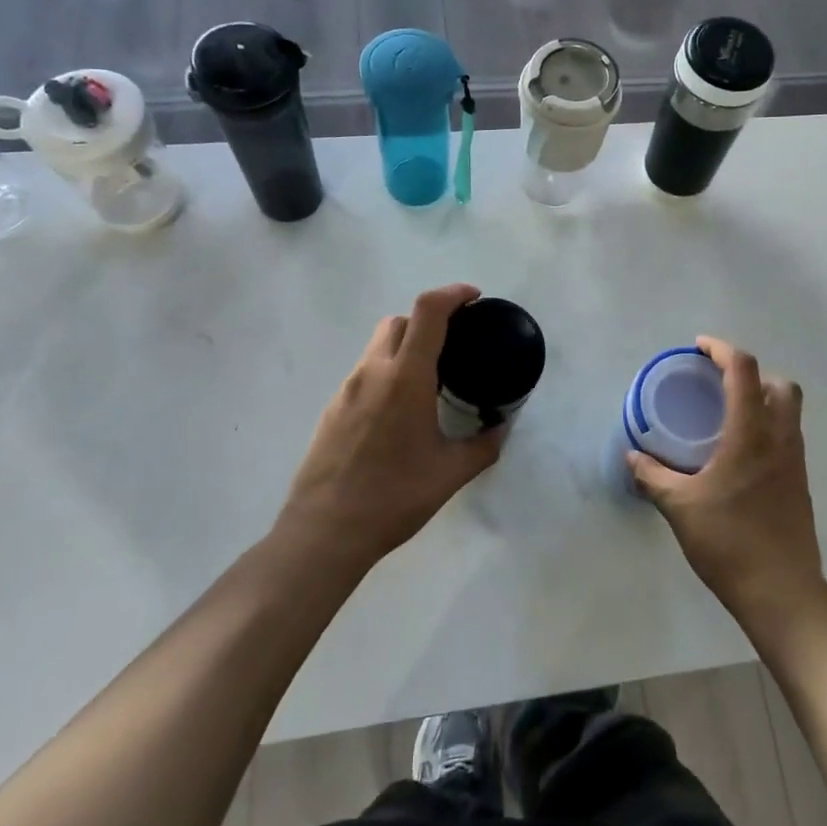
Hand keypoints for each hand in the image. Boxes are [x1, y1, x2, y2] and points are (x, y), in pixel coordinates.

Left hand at [277, 284, 505, 574]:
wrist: (324, 531)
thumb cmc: (394, 497)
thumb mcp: (450, 473)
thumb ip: (483, 446)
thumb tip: (502, 428)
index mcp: (405, 378)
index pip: (428, 312)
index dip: (453, 294)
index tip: (474, 298)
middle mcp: (373, 372)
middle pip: (399, 321)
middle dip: (428, 320)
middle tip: (453, 345)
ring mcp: (346, 389)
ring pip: (377, 346)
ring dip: (405, 348)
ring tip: (429, 383)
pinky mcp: (332, 409)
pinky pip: (364, 374)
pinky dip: (386, 374)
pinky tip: (398, 413)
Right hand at [628, 336, 826, 621]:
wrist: (781, 592)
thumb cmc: (729, 542)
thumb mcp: (680, 507)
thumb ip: (652, 476)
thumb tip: (632, 456)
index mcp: (751, 434)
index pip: (744, 370)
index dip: (722, 350)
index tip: (699, 347)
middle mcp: (780, 439)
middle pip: (780, 384)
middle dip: (750, 373)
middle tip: (718, 384)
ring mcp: (795, 462)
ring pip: (789, 411)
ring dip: (762, 399)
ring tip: (727, 415)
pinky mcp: (799, 483)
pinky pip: (788, 436)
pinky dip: (767, 427)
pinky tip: (739, 454)